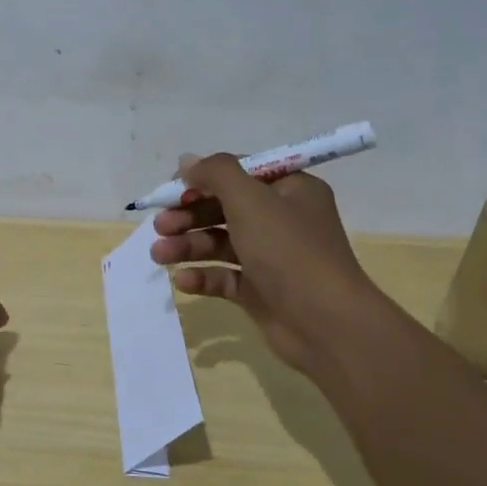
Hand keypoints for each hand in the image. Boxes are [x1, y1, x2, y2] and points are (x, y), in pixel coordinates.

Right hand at [151, 152, 383, 373]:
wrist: (327, 324)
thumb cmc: (289, 251)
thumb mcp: (250, 200)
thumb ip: (216, 173)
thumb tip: (187, 161)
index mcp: (290, 190)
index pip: (240, 172)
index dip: (203, 178)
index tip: (172, 189)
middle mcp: (282, 220)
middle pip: (224, 208)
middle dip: (188, 215)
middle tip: (160, 225)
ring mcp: (271, 258)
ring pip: (220, 243)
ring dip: (188, 246)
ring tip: (159, 255)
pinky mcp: (261, 291)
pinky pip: (225, 277)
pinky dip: (203, 277)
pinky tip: (182, 282)